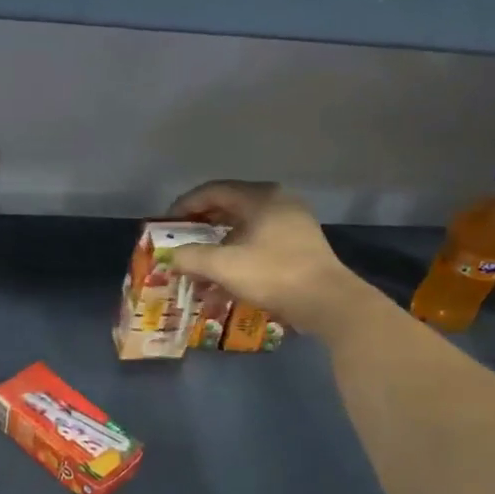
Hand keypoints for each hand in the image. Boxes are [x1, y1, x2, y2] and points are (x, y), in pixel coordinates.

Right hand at [165, 181, 376, 336]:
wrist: (327, 302)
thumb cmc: (273, 274)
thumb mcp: (224, 266)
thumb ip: (191, 257)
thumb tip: (170, 256)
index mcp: (261, 197)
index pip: (213, 191)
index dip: (185, 205)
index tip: (167, 224)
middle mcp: (278, 202)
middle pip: (229, 208)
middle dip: (201, 228)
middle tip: (180, 243)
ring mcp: (292, 224)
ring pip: (244, 229)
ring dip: (218, 248)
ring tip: (198, 268)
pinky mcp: (299, 246)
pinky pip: (258, 244)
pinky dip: (237, 258)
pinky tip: (223, 282)